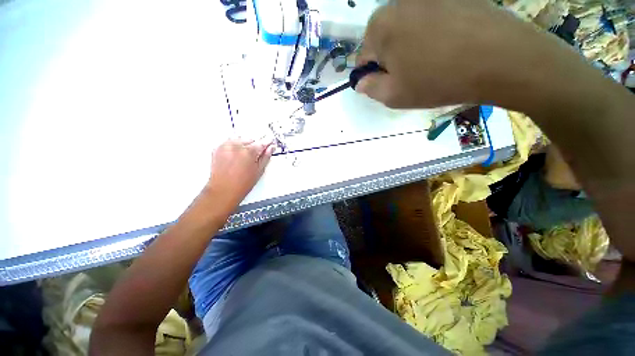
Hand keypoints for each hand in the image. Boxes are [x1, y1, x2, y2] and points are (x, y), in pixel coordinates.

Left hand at [205, 138, 273, 207]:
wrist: (223, 190)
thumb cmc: (241, 184)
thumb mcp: (259, 171)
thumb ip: (266, 157)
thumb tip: (270, 149)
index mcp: (249, 152)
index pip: (262, 143)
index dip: (267, 143)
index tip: (270, 143)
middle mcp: (236, 146)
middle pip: (250, 140)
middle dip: (255, 145)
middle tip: (256, 156)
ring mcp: (225, 146)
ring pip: (240, 139)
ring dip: (244, 145)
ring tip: (245, 157)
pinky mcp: (218, 149)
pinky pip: (229, 142)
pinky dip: (234, 146)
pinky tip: (236, 156)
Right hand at [355, 0, 569, 108]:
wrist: (500, 59)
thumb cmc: (437, 81)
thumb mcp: (394, 95)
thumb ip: (370, 88)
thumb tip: (361, 81)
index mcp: (380, 27)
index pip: (363, 56)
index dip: (372, 75)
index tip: (387, 85)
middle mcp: (398, 3)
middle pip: (383, 40)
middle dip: (389, 60)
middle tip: (409, 76)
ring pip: (405, 30)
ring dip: (409, 48)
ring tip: (429, 63)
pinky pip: (427, 20)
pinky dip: (429, 35)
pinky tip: (445, 48)